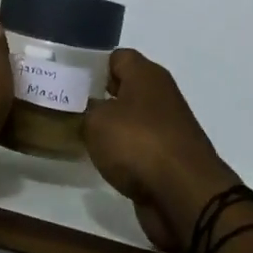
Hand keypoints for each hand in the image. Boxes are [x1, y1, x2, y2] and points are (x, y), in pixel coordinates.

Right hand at [83, 50, 241, 252]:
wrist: (183, 194)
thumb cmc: (138, 143)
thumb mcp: (97, 120)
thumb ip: (87, 109)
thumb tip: (88, 108)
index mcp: (146, 75)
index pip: (117, 57)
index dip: (93, 67)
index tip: (70, 82)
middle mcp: (160, 95)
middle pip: (124, 88)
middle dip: (98, 98)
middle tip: (68, 109)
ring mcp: (167, 128)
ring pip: (131, 120)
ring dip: (110, 129)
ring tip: (79, 136)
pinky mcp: (168, 158)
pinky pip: (138, 147)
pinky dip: (123, 153)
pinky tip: (102, 161)